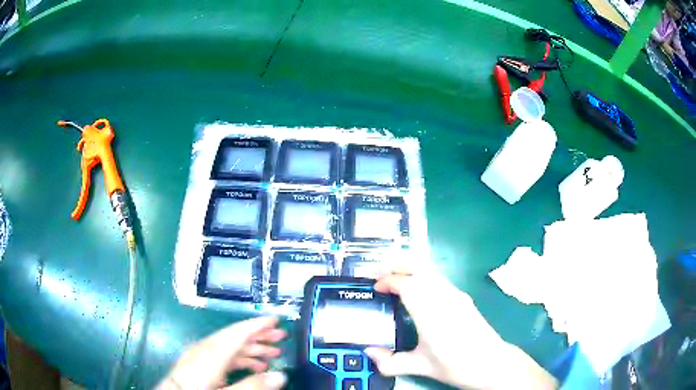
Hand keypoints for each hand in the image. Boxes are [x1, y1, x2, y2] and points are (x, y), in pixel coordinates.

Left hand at [157, 317, 287, 389]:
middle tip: (282, 336)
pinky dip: (242, 357)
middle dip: (259, 335)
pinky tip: (254, 366)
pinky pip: (225, 355)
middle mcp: (207, 349)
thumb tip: (280, 375)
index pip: (238, 333)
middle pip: (236, 337)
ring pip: (231, 346)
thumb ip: (252, 385)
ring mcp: (203, 355)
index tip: (276, 319)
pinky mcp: (201, 362)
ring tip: (273, 353)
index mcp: (212, 353)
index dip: (258, 325)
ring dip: (253, 347)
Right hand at [364, 266, 557, 389]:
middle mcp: (444, 296)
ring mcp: (455, 294)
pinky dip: (421, 276)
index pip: (406, 283)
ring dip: (410, 267)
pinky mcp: (462, 296)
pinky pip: (437, 277)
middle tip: (380, 272)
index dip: (388, 280)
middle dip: (397, 263)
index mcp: (431, 312)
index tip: (375, 287)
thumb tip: (369, 352)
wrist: (490, 363)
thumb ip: (390, 362)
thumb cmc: (455, 365)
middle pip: (420, 265)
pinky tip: (416, 291)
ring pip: (430, 268)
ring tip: (394, 279)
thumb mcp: (420, 367)